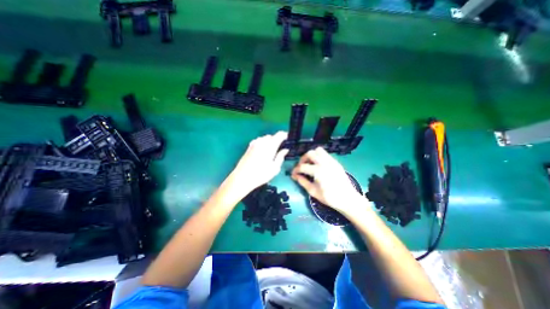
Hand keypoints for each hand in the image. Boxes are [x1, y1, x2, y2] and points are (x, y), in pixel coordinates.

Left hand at [229, 132, 289, 193]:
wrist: (242, 178)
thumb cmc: (260, 175)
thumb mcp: (275, 168)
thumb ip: (281, 157)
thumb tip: (285, 150)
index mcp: (270, 146)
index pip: (279, 135)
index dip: (285, 135)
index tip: (288, 138)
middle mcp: (262, 142)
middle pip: (271, 136)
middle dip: (277, 139)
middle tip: (280, 147)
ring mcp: (254, 144)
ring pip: (264, 138)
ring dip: (269, 141)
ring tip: (271, 150)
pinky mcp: (249, 147)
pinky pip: (258, 141)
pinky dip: (262, 143)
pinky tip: (262, 150)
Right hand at [292, 147, 363, 214]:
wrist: (348, 199)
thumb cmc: (330, 197)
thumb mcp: (313, 192)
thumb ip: (303, 182)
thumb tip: (295, 176)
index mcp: (318, 171)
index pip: (302, 166)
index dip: (295, 170)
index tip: (293, 174)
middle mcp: (324, 162)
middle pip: (310, 153)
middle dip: (302, 159)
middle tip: (300, 166)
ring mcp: (331, 161)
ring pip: (318, 150)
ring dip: (311, 155)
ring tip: (309, 163)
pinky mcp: (335, 162)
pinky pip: (325, 154)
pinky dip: (319, 156)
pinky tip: (318, 164)